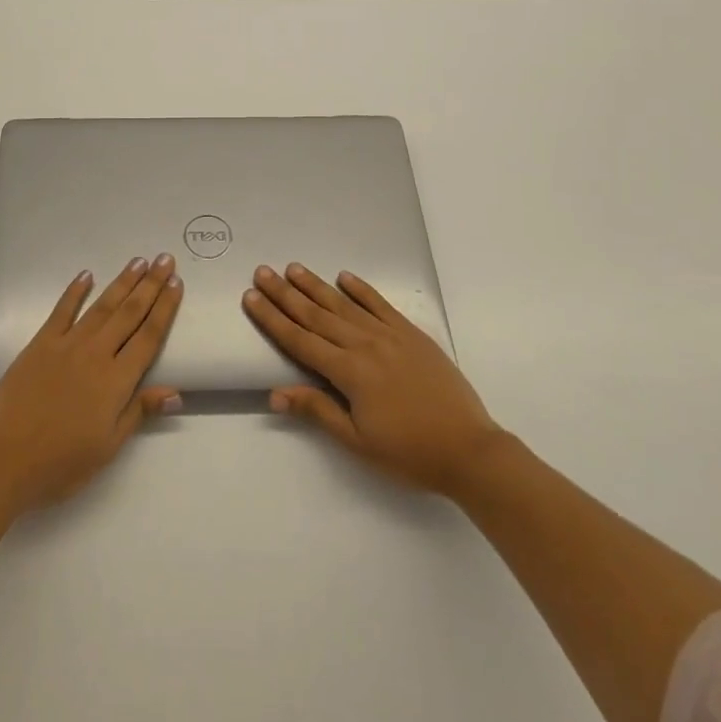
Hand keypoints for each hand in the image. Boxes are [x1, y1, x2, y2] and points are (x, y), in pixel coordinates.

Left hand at [0, 254, 183, 514]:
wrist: (4, 460)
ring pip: (102, 306)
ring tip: (139, 261)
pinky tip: (87, 275)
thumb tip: (175, 392)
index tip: (176, 284)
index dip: (165, 309)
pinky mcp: (41, 343)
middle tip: (165, 259)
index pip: (148, 336)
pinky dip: (75, 291)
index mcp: (116, 381)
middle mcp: (96, 354)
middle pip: (130, 313)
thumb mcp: (108, 447)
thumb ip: (139, 412)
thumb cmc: (61, 463)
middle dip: (150, 285)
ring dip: (122, 282)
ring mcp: (67, 345)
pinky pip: (62, 311)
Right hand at [244, 263, 504, 497]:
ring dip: (316, 286)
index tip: (251, 297)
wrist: (469, 450)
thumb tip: (275, 394)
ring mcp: (389, 335)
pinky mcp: (411, 334)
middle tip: (262, 271)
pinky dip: (361, 289)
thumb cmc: (409, 453)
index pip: (300, 340)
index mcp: (349, 372)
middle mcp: (364, 344)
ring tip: (293, 268)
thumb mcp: (358, 442)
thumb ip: (318, 410)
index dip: (272, 319)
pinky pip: (380, 304)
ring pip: (344, 305)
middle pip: (316, 315)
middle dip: (286, 294)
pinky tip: (344, 276)